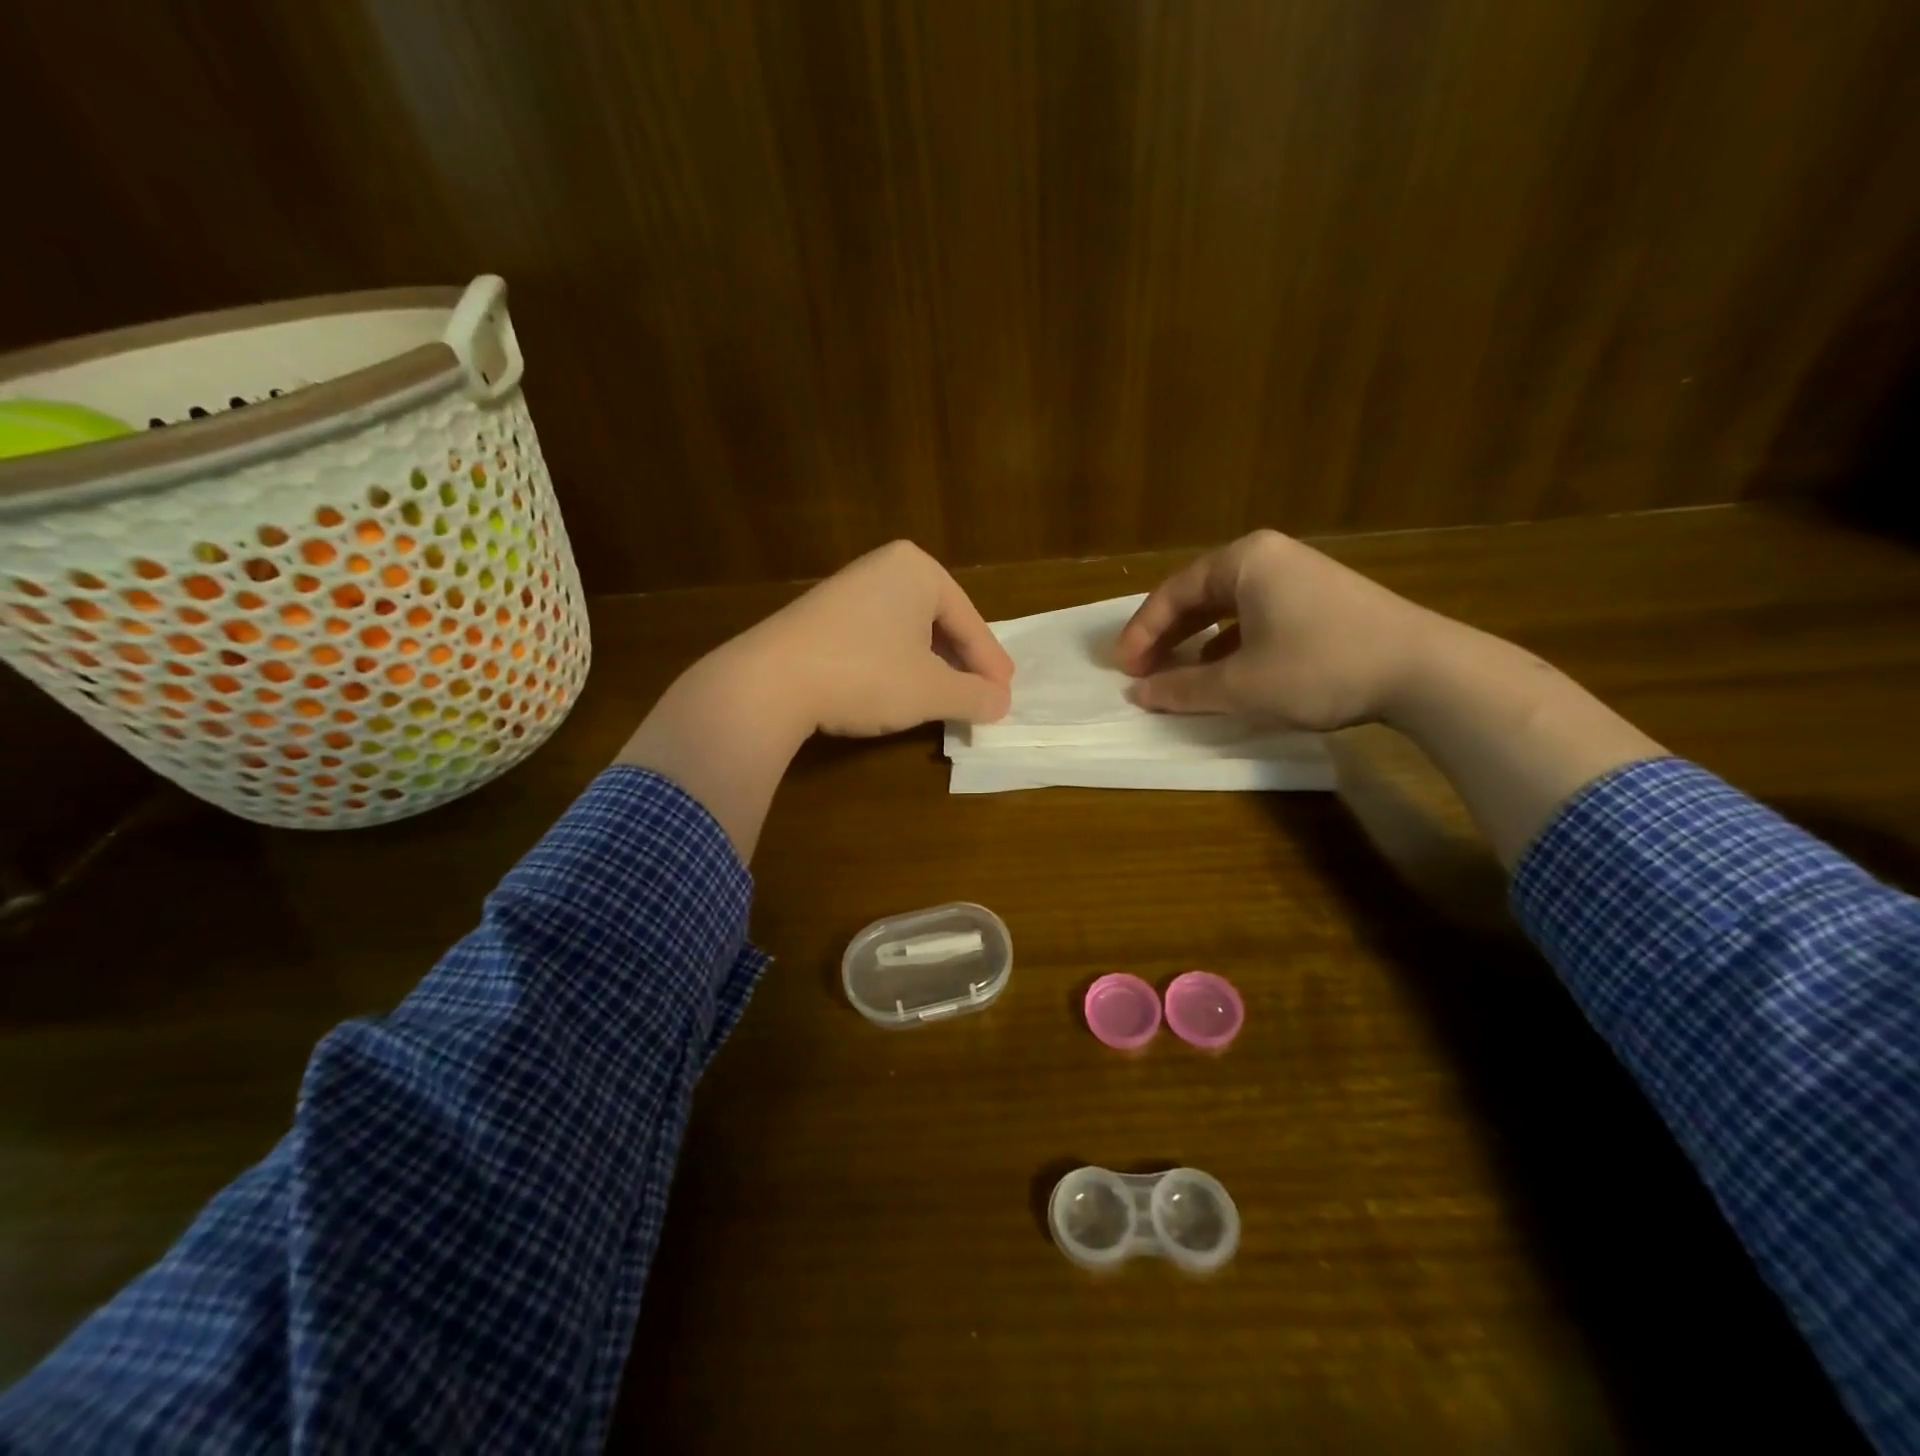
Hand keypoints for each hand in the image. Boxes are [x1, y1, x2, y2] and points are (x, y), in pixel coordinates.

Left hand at [737, 539, 1013, 736]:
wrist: (770, 682)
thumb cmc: (866, 675)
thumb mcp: (932, 691)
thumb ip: (975, 696)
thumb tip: (1002, 703)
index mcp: (918, 569)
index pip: (969, 623)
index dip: (990, 664)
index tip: (1005, 695)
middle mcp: (884, 567)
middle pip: (940, 623)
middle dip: (961, 663)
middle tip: (982, 695)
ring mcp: (848, 588)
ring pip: (908, 632)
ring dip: (931, 666)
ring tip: (946, 697)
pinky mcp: (821, 615)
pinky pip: (877, 638)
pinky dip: (897, 664)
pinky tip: (899, 690)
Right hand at [1115, 529, 1438, 730]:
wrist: (1424, 672)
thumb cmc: (1319, 668)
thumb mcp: (1240, 686)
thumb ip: (1182, 689)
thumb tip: (1140, 694)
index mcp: (1244, 561)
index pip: (1173, 593)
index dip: (1142, 633)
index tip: (1123, 669)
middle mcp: (1270, 557)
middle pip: (1200, 595)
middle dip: (1167, 635)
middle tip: (1142, 670)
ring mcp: (1301, 576)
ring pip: (1230, 607)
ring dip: (1198, 641)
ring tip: (1178, 673)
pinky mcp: (1324, 600)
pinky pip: (1259, 616)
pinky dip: (1233, 642)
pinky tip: (1228, 670)